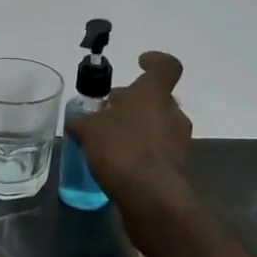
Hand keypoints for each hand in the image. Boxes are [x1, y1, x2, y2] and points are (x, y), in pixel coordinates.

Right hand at [67, 51, 192, 204]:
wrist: (149, 195)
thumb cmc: (120, 148)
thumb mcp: (88, 129)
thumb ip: (83, 121)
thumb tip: (77, 120)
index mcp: (154, 93)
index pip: (166, 66)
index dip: (155, 61)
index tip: (140, 63)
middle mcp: (173, 112)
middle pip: (156, 98)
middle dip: (134, 102)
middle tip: (109, 110)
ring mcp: (179, 141)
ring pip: (159, 124)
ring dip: (139, 126)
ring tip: (111, 138)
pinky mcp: (178, 167)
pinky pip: (159, 150)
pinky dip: (143, 150)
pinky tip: (121, 161)